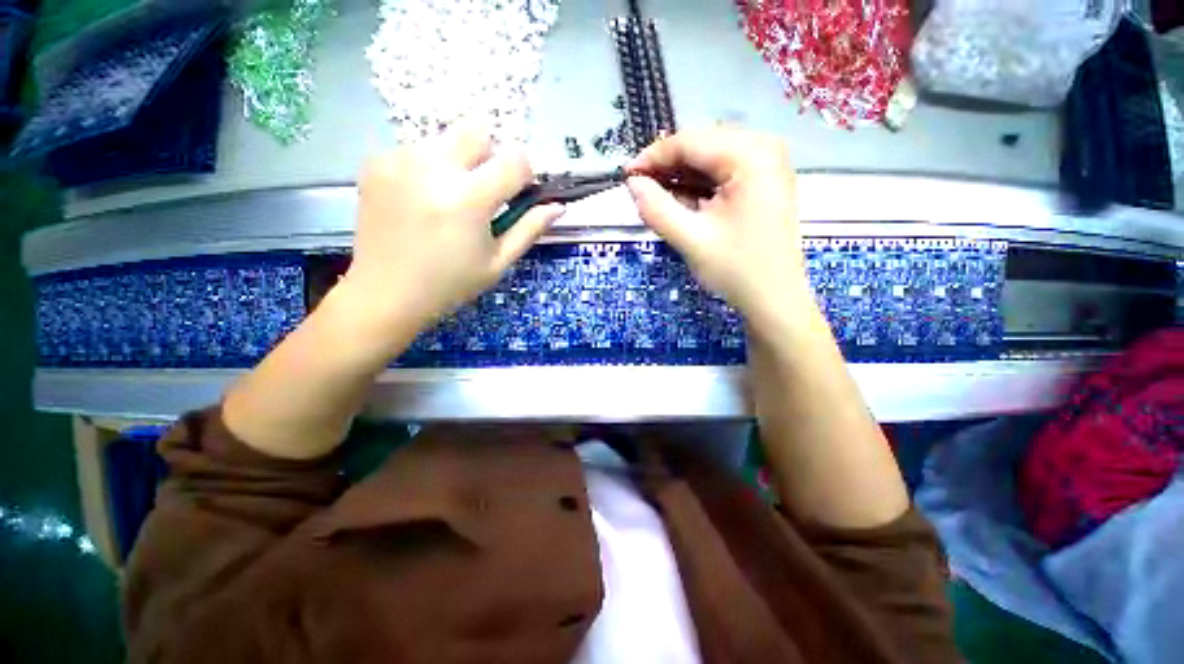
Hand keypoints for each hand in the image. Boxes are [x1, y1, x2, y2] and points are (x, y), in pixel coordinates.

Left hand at [340, 126, 563, 334]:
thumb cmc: (451, 284)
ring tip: (447, 200)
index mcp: (469, 199)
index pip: (515, 159)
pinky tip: (420, 199)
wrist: (386, 293)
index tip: (516, 194)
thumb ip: (530, 229)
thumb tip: (558, 206)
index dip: (523, 175)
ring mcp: (398, 160)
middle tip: (481, 193)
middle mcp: (432, 168)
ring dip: (458, 162)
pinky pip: (417, 149)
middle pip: (478, 131)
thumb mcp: (498, 262)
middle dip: (490, 157)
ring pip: (446, 139)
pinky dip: (428, 168)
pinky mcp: (376, 162)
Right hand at [627, 128, 808, 327]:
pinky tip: (682, 203)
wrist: (774, 299)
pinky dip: (698, 186)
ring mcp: (767, 165)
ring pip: (710, 159)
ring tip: (657, 198)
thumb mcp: (690, 240)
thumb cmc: (737, 270)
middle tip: (640, 190)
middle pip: (701, 146)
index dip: (653, 156)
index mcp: (751, 156)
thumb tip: (632, 184)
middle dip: (667, 167)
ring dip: (681, 177)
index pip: (690, 142)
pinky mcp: (763, 182)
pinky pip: (722, 173)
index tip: (626, 176)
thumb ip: (656, 208)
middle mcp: (764, 149)